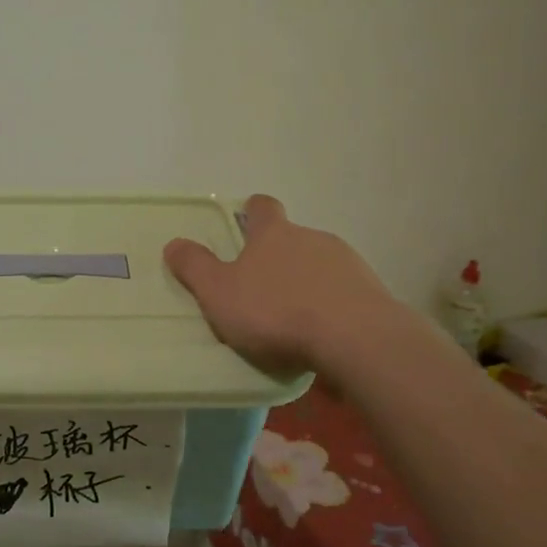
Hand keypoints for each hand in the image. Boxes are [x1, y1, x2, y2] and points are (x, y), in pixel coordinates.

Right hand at [165, 194, 394, 375]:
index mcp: (273, 235)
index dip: (253, 212)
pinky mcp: (373, 293)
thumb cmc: (276, 311)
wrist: (355, 339)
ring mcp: (347, 264)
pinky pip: (345, 294)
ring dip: (308, 283)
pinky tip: (325, 335)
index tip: (247, 219)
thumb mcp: (219, 293)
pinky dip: (333, 307)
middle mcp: (312, 238)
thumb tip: (173, 243)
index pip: (262, 208)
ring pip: (320, 266)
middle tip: (263, 288)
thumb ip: (195, 268)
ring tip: (296, 319)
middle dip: (279, 257)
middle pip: (293, 238)